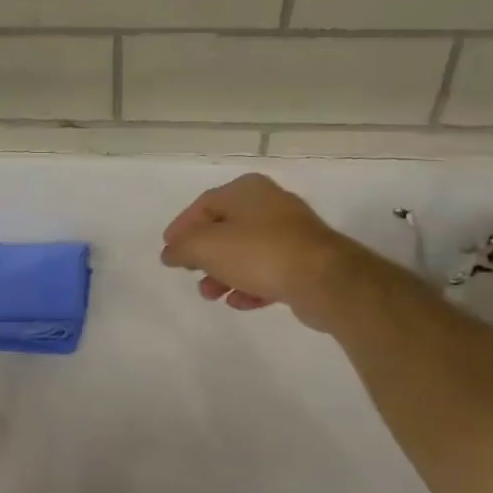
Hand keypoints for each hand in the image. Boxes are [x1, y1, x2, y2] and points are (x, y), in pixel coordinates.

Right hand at [160, 173, 365, 332]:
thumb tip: (170, 253)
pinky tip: (240, 302)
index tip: (169, 250)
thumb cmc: (258, 252)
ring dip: (224, 274)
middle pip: (226, 228)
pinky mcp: (305, 261)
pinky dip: (251, 285)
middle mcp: (270, 205)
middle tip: (191, 273)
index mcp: (247, 190)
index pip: (204, 204)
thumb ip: (182, 248)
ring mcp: (291, 233)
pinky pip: (269, 271)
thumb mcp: (206, 247)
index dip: (182, 227)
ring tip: (211, 295)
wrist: (323, 279)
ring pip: (247, 252)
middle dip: (204, 255)